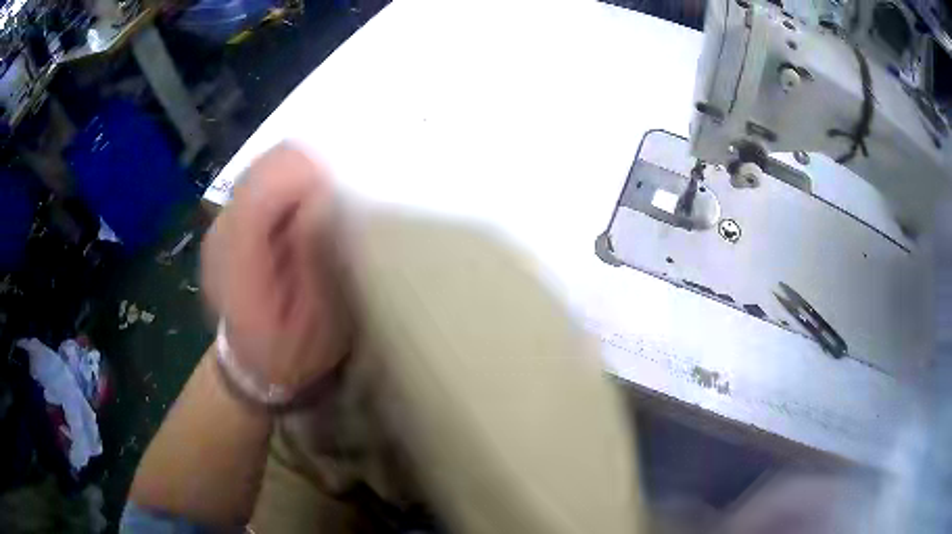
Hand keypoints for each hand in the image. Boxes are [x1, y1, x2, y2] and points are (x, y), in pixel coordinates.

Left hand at [201, 145, 349, 395]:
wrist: (251, 370)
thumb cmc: (291, 354)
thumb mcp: (319, 319)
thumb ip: (316, 256)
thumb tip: (322, 194)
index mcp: (240, 252)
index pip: (271, 175)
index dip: (312, 175)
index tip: (339, 202)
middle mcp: (222, 226)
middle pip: (269, 162)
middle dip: (308, 175)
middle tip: (331, 213)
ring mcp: (221, 222)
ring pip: (266, 167)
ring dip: (299, 183)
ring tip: (315, 221)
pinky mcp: (227, 223)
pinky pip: (262, 184)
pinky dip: (287, 193)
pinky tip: (297, 227)